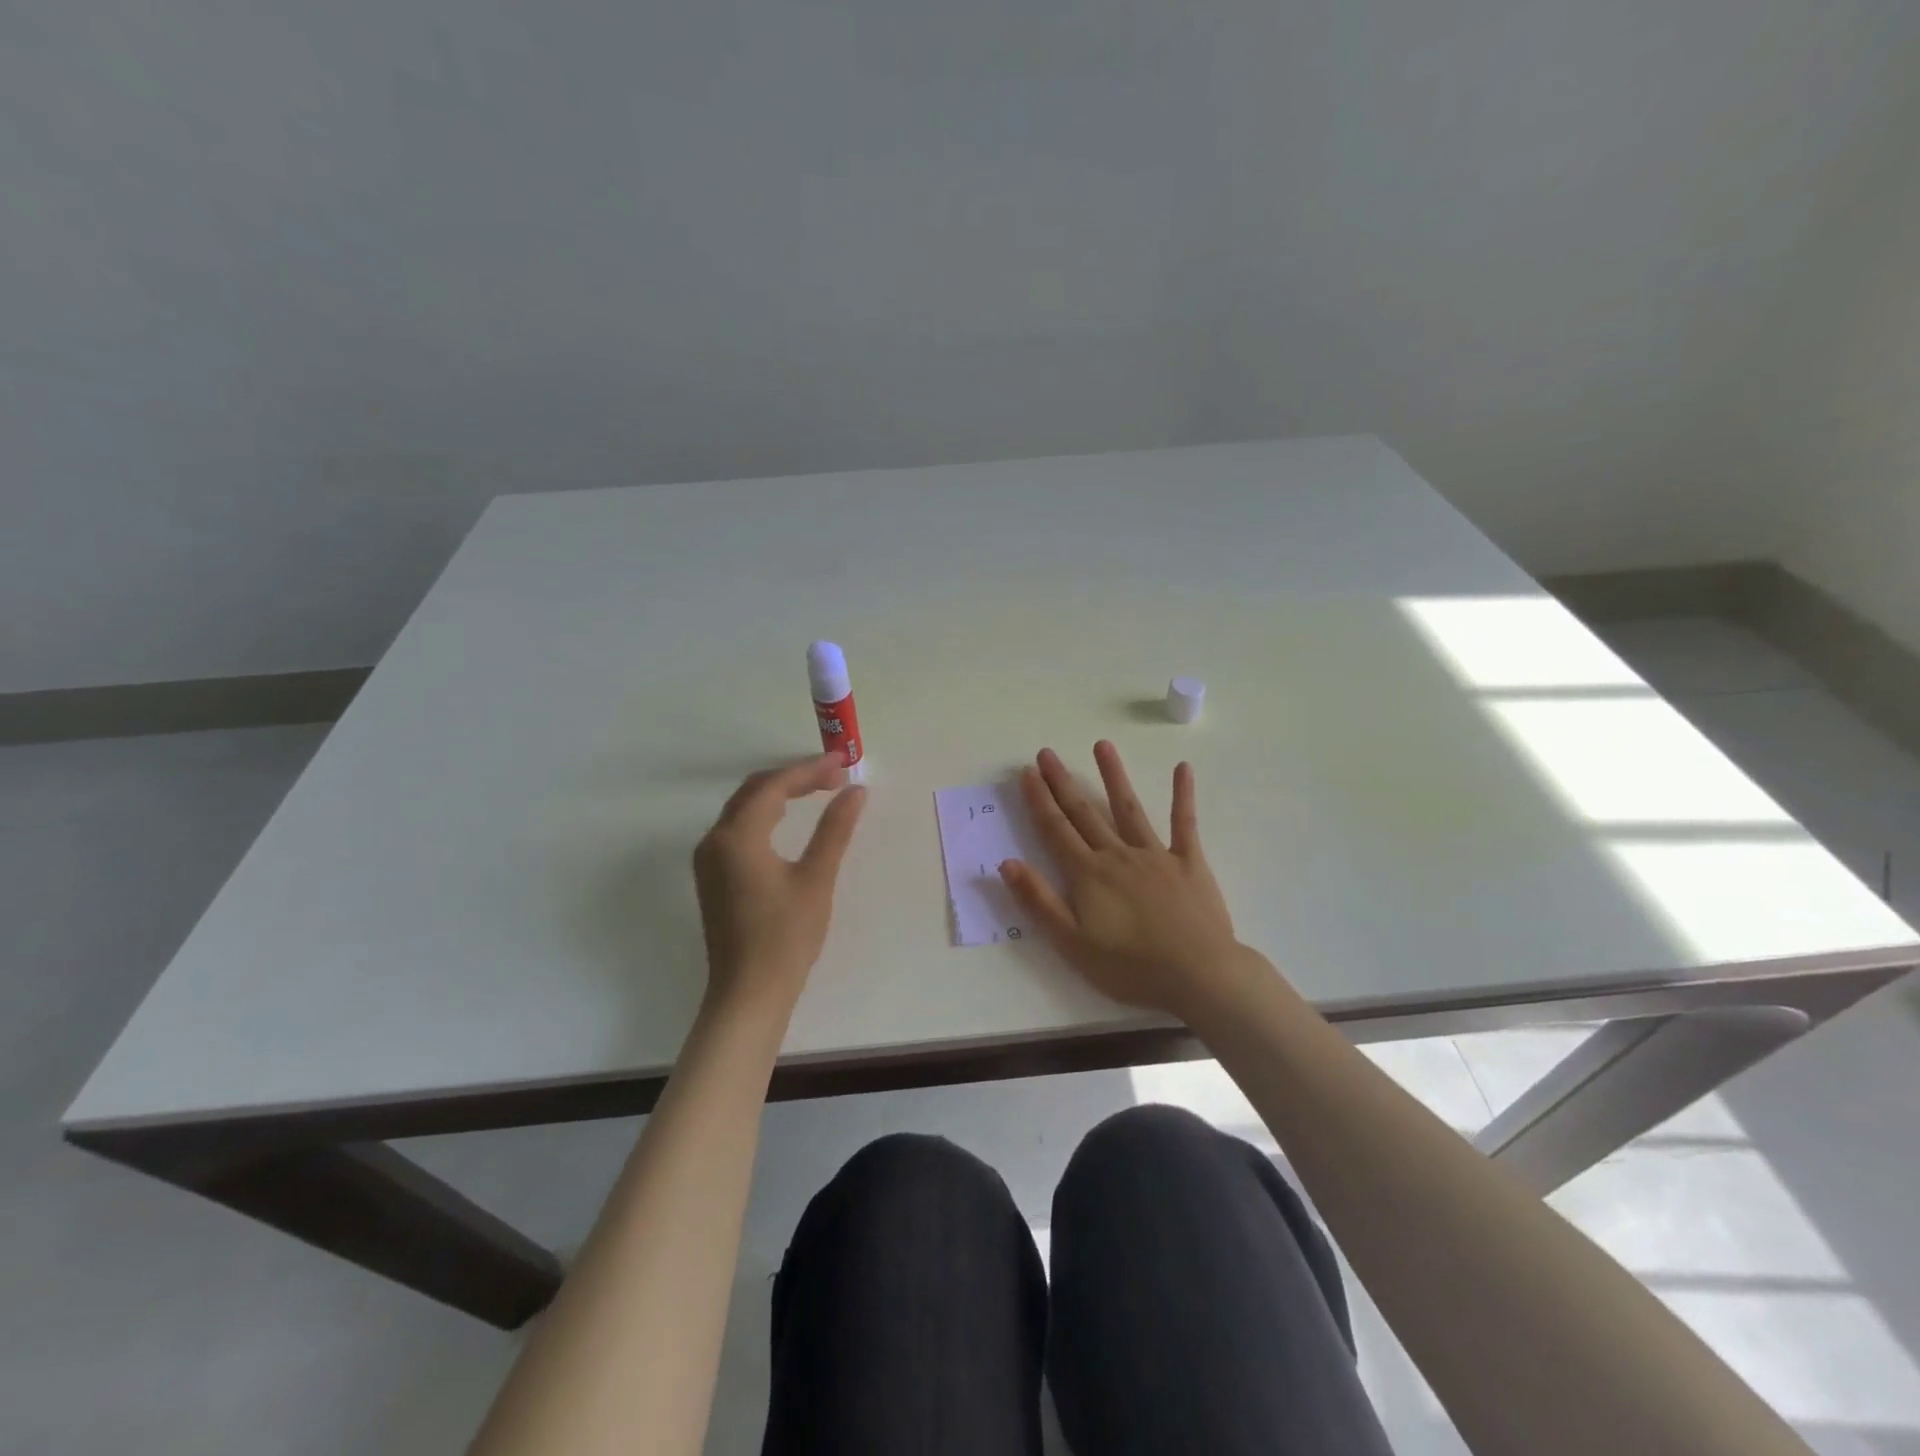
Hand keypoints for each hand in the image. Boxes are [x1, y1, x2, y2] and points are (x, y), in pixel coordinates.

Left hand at [693, 754, 866, 1010]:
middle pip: (754, 791)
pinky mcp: (713, 876)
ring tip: (818, 790)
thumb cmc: (786, 936)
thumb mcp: (817, 878)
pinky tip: (788, 820)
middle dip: (794, 778)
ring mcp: (709, 860)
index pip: (773, 786)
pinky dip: (766, 815)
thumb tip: (856, 791)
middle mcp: (714, 840)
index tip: (843, 765)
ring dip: (779, 794)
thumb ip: (834, 829)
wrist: (749, 993)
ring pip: (744, 808)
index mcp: (737, 837)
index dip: (809, 771)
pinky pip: (738, 828)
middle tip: (834, 775)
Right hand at [999, 742, 1249, 1021]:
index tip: (1027, 773)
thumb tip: (1006, 862)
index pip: (1055, 830)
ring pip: (1128, 808)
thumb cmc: (1130, 967)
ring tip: (1102, 745)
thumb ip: (1038, 900)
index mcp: (1088, 875)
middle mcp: (1117, 855)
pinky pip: (1185, 824)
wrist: (1197, 975)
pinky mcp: (1189, 863)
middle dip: (1063, 782)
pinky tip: (1183, 768)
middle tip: (1047, 753)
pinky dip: (1183, 796)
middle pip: (1084, 813)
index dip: (1039, 801)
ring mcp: (1155, 855)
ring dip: (1113, 776)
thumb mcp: (1072, 943)